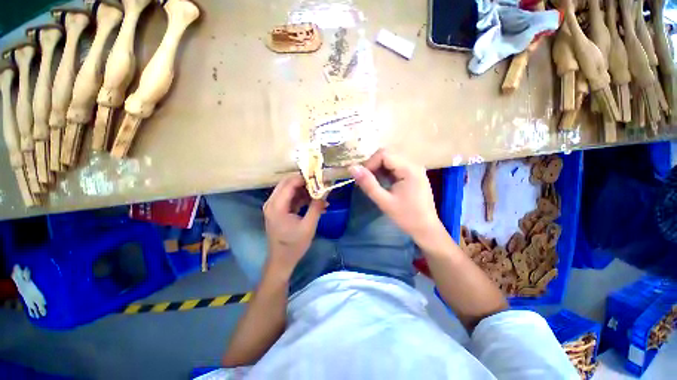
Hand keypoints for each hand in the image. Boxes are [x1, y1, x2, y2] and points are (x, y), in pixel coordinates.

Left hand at [263, 174, 325, 276]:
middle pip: (288, 183)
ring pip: (290, 190)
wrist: (281, 260)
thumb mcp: (308, 227)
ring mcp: (274, 206)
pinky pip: (291, 198)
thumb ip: (316, 207)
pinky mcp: (279, 210)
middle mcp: (272, 203)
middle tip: (320, 184)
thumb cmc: (294, 245)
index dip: (304, 178)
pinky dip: (302, 199)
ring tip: (321, 195)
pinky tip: (315, 203)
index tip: (319, 178)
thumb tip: (325, 193)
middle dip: (305, 182)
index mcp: (276, 206)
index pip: (289, 183)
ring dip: (305, 191)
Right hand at [349, 149, 444, 244]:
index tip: (363, 178)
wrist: (426, 229)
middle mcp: (413, 164)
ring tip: (374, 183)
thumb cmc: (406, 217)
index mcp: (409, 169)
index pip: (384, 154)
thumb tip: (352, 167)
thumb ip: (368, 183)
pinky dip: (386, 172)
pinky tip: (383, 183)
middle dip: (373, 166)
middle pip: (387, 155)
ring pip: (390, 160)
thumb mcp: (384, 201)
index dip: (369, 163)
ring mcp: (414, 169)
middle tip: (367, 181)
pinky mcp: (413, 174)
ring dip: (379, 169)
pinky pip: (396, 167)